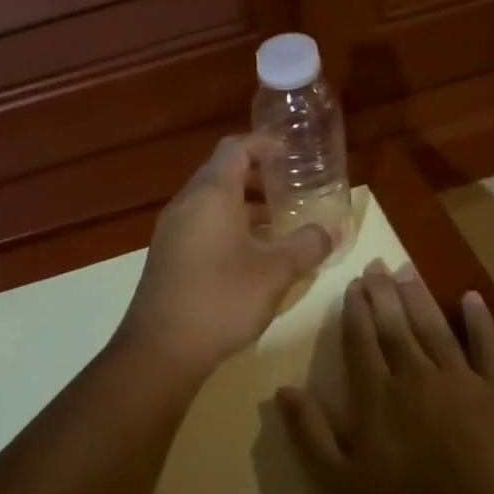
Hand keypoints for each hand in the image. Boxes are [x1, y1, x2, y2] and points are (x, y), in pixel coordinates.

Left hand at [117, 136, 333, 380]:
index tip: (292, 153)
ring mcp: (172, 231)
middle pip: (222, 173)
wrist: (161, 349)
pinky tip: (253, 254)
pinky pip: (201, 226)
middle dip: (259, 177)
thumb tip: (332, 230)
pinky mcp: (168, 256)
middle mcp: (186, 204)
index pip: (235, 148)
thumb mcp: (275, 272)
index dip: (264, 144)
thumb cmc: (221, 299)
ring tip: (280, 222)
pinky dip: (228, 226)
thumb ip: (307, 246)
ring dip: (245, 206)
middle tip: (293, 188)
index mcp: (210, 194)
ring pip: (212, 202)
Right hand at [278, 260, 493, 493]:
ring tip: (407, 268)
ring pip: (435, 327)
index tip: (352, 284)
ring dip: (419, 296)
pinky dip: (480, 321)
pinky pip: (488, 346)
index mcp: (377, 397)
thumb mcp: (343, 487)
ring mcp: (463, 380)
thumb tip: (282, 391)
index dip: (355, 311)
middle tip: (376, 263)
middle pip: (395, 326)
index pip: (361, 342)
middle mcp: (416, 376)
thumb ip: (311, 435)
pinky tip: (472, 298)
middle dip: (383, 293)